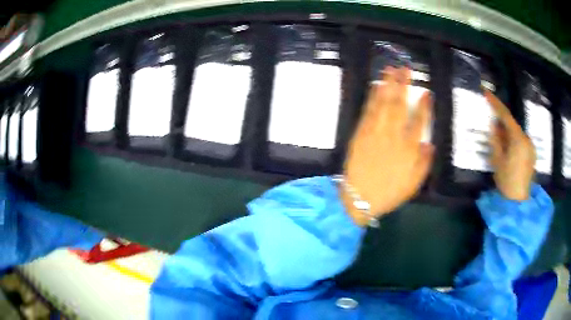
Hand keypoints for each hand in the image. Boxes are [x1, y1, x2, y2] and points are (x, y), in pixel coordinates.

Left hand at [342, 67, 433, 225]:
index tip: (426, 92)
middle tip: (405, 69)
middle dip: (404, 85)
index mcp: (409, 148)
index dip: (424, 106)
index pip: (420, 121)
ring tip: (391, 70)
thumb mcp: (414, 184)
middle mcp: (393, 135)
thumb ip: (424, 162)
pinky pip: (368, 111)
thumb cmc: (389, 192)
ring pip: (383, 104)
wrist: (359, 198)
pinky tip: (376, 86)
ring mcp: (375, 132)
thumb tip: (430, 143)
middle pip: (400, 105)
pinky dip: (372, 97)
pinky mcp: (361, 133)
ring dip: (387, 85)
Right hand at [485, 90, 535, 200]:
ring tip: (498, 139)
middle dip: (501, 122)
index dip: (496, 104)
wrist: (518, 203)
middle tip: (491, 123)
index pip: (506, 116)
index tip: (486, 93)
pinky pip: (521, 141)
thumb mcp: (497, 160)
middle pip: (512, 124)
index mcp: (518, 139)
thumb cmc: (506, 182)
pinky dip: (513, 140)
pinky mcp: (531, 154)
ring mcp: (530, 147)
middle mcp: (526, 140)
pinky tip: (508, 148)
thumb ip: (495, 140)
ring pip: (517, 133)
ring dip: (507, 132)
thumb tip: (494, 125)